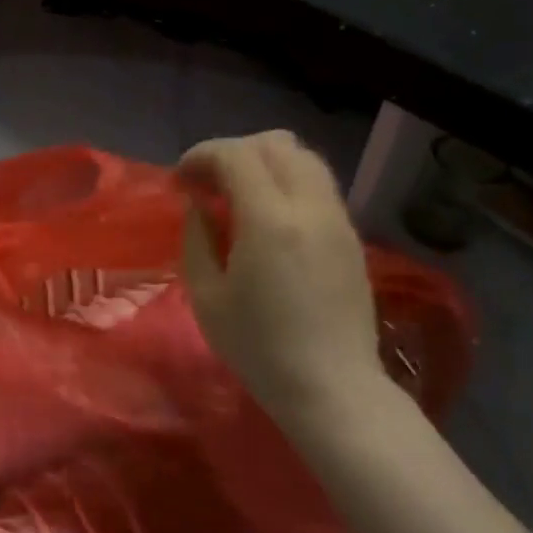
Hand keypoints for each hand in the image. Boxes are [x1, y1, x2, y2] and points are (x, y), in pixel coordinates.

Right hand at [179, 131, 387, 434]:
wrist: (334, 390)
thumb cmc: (260, 349)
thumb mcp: (207, 296)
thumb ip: (197, 237)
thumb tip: (199, 204)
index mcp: (270, 220)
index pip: (235, 154)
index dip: (201, 156)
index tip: (181, 180)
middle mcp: (310, 206)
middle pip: (274, 143)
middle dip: (233, 151)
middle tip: (209, 184)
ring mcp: (337, 218)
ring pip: (303, 157)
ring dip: (264, 162)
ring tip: (239, 195)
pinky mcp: (351, 235)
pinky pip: (318, 184)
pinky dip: (287, 181)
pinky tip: (269, 216)